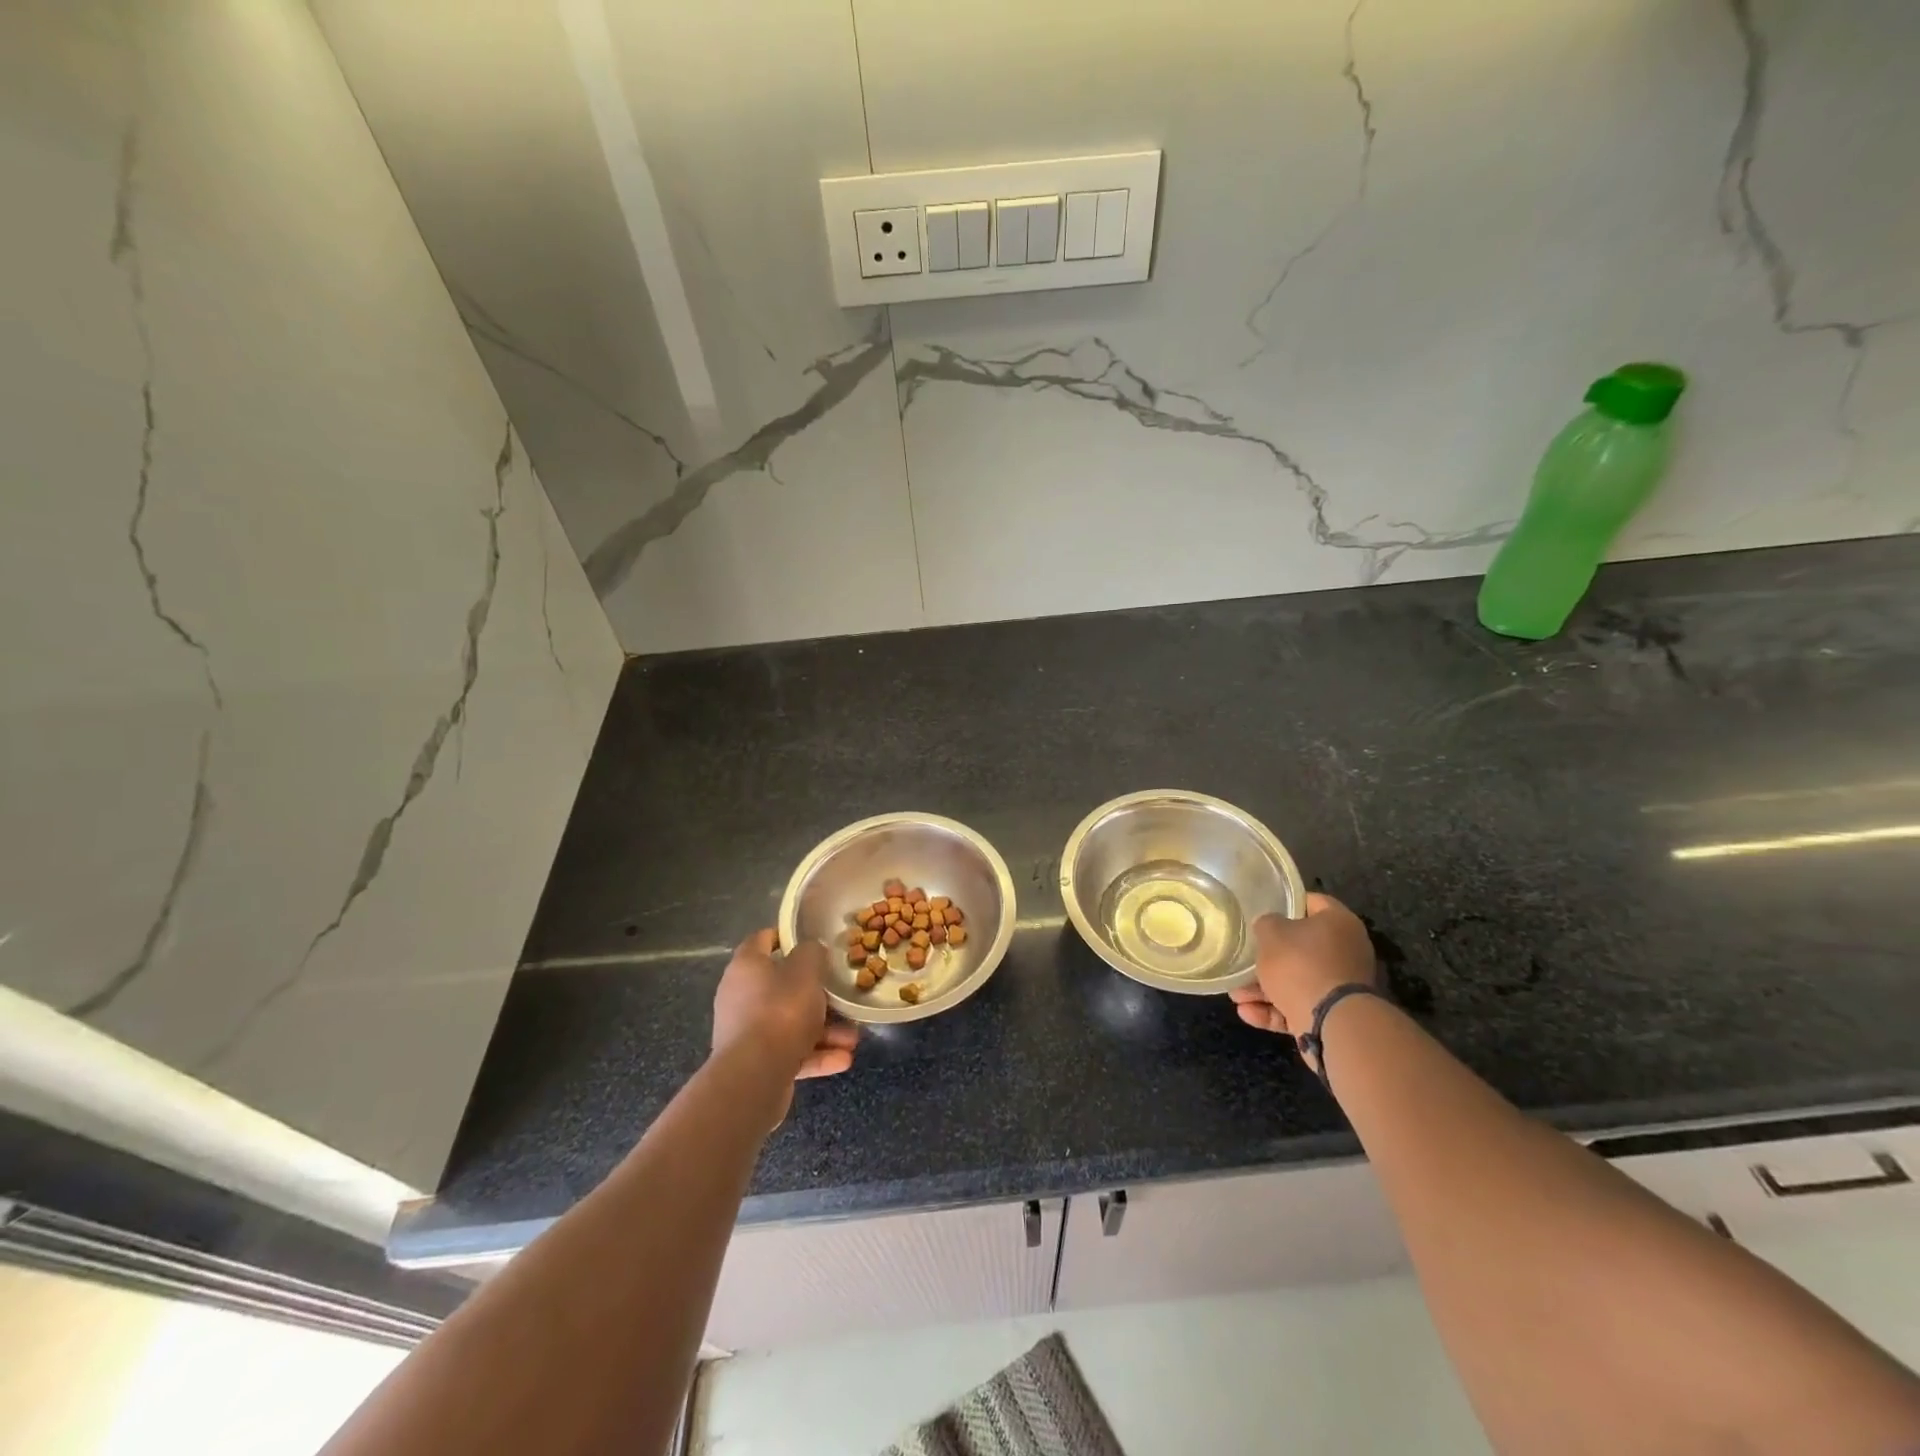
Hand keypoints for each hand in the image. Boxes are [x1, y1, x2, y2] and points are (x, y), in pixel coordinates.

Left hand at [712, 931, 857, 1121]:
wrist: (754, 1076)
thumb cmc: (781, 1011)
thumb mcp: (807, 971)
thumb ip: (813, 953)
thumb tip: (812, 951)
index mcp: (747, 967)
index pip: (763, 940)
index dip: (787, 936)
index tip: (814, 940)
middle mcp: (741, 996)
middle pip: (783, 986)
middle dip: (818, 995)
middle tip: (843, 997)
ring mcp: (747, 1032)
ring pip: (791, 1023)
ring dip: (824, 1030)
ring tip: (852, 1038)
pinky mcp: (756, 1062)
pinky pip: (790, 1051)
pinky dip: (815, 1054)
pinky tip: (843, 1059)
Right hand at [1229, 893, 1378, 1037]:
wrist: (1332, 1023)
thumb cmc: (1301, 964)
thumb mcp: (1271, 933)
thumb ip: (1266, 923)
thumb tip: (1269, 926)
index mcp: (1339, 923)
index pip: (1312, 902)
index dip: (1286, 903)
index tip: (1263, 910)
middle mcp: (1346, 952)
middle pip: (1301, 947)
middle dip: (1268, 957)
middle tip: (1243, 959)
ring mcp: (1340, 986)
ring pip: (1297, 980)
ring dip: (1264, 988)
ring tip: (1235, 995)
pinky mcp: (1333, 1015)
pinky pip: (1299, 1006)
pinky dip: (1274, 1010)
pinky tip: (1246, 1012)